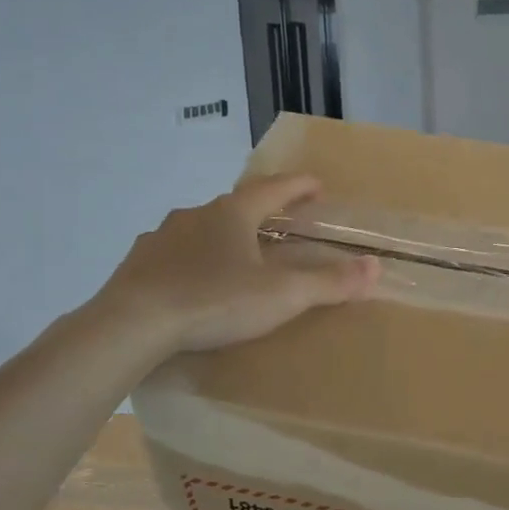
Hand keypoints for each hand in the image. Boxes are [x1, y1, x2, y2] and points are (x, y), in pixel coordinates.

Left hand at [95, 175, 378, 356]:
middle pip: (236, 205)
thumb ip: (329, 283)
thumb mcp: (281, 296)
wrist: (132, 324)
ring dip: (222, 235)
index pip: (273, 188)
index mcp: (232, 214)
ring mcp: (162, 237)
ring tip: (236, 254)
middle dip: (260, 211)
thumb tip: (376, 266)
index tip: (316, 185)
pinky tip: (191, 280)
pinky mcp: (138, 263)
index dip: (298, 186)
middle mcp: (196, 215)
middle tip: (279, 223)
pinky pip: (173, 254)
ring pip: (201, 228)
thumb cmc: (214, 301)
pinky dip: (190, 259)